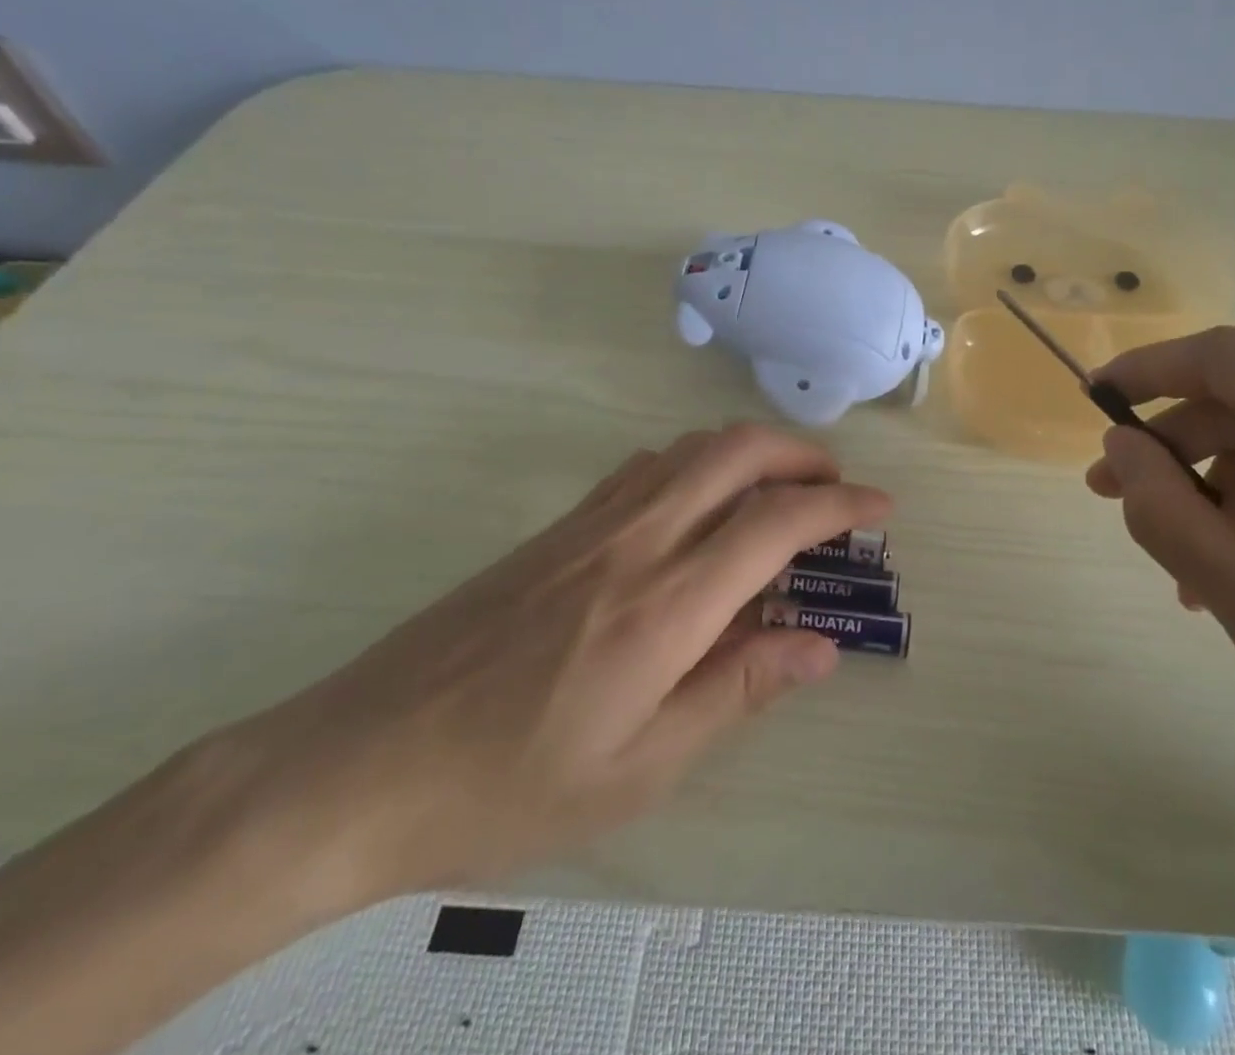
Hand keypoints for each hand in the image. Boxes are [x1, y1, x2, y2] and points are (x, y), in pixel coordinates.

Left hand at [213, 424, 888, 909]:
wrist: (354, 765)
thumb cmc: (506, 786)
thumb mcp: (639, 768)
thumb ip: (737, 690)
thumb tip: (819, 647)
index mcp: (666, 604)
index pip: (776, 522)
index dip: (840, 504)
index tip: (880, 507)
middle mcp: (635, 541)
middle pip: (736, 452)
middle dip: (801, 455)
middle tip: (836, 487)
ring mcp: (590, 524)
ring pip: (690, 448)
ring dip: (750, 451)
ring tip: (781, 489)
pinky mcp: (556, 528)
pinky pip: (646, 466)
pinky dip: (696, 462)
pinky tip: (700, 503)